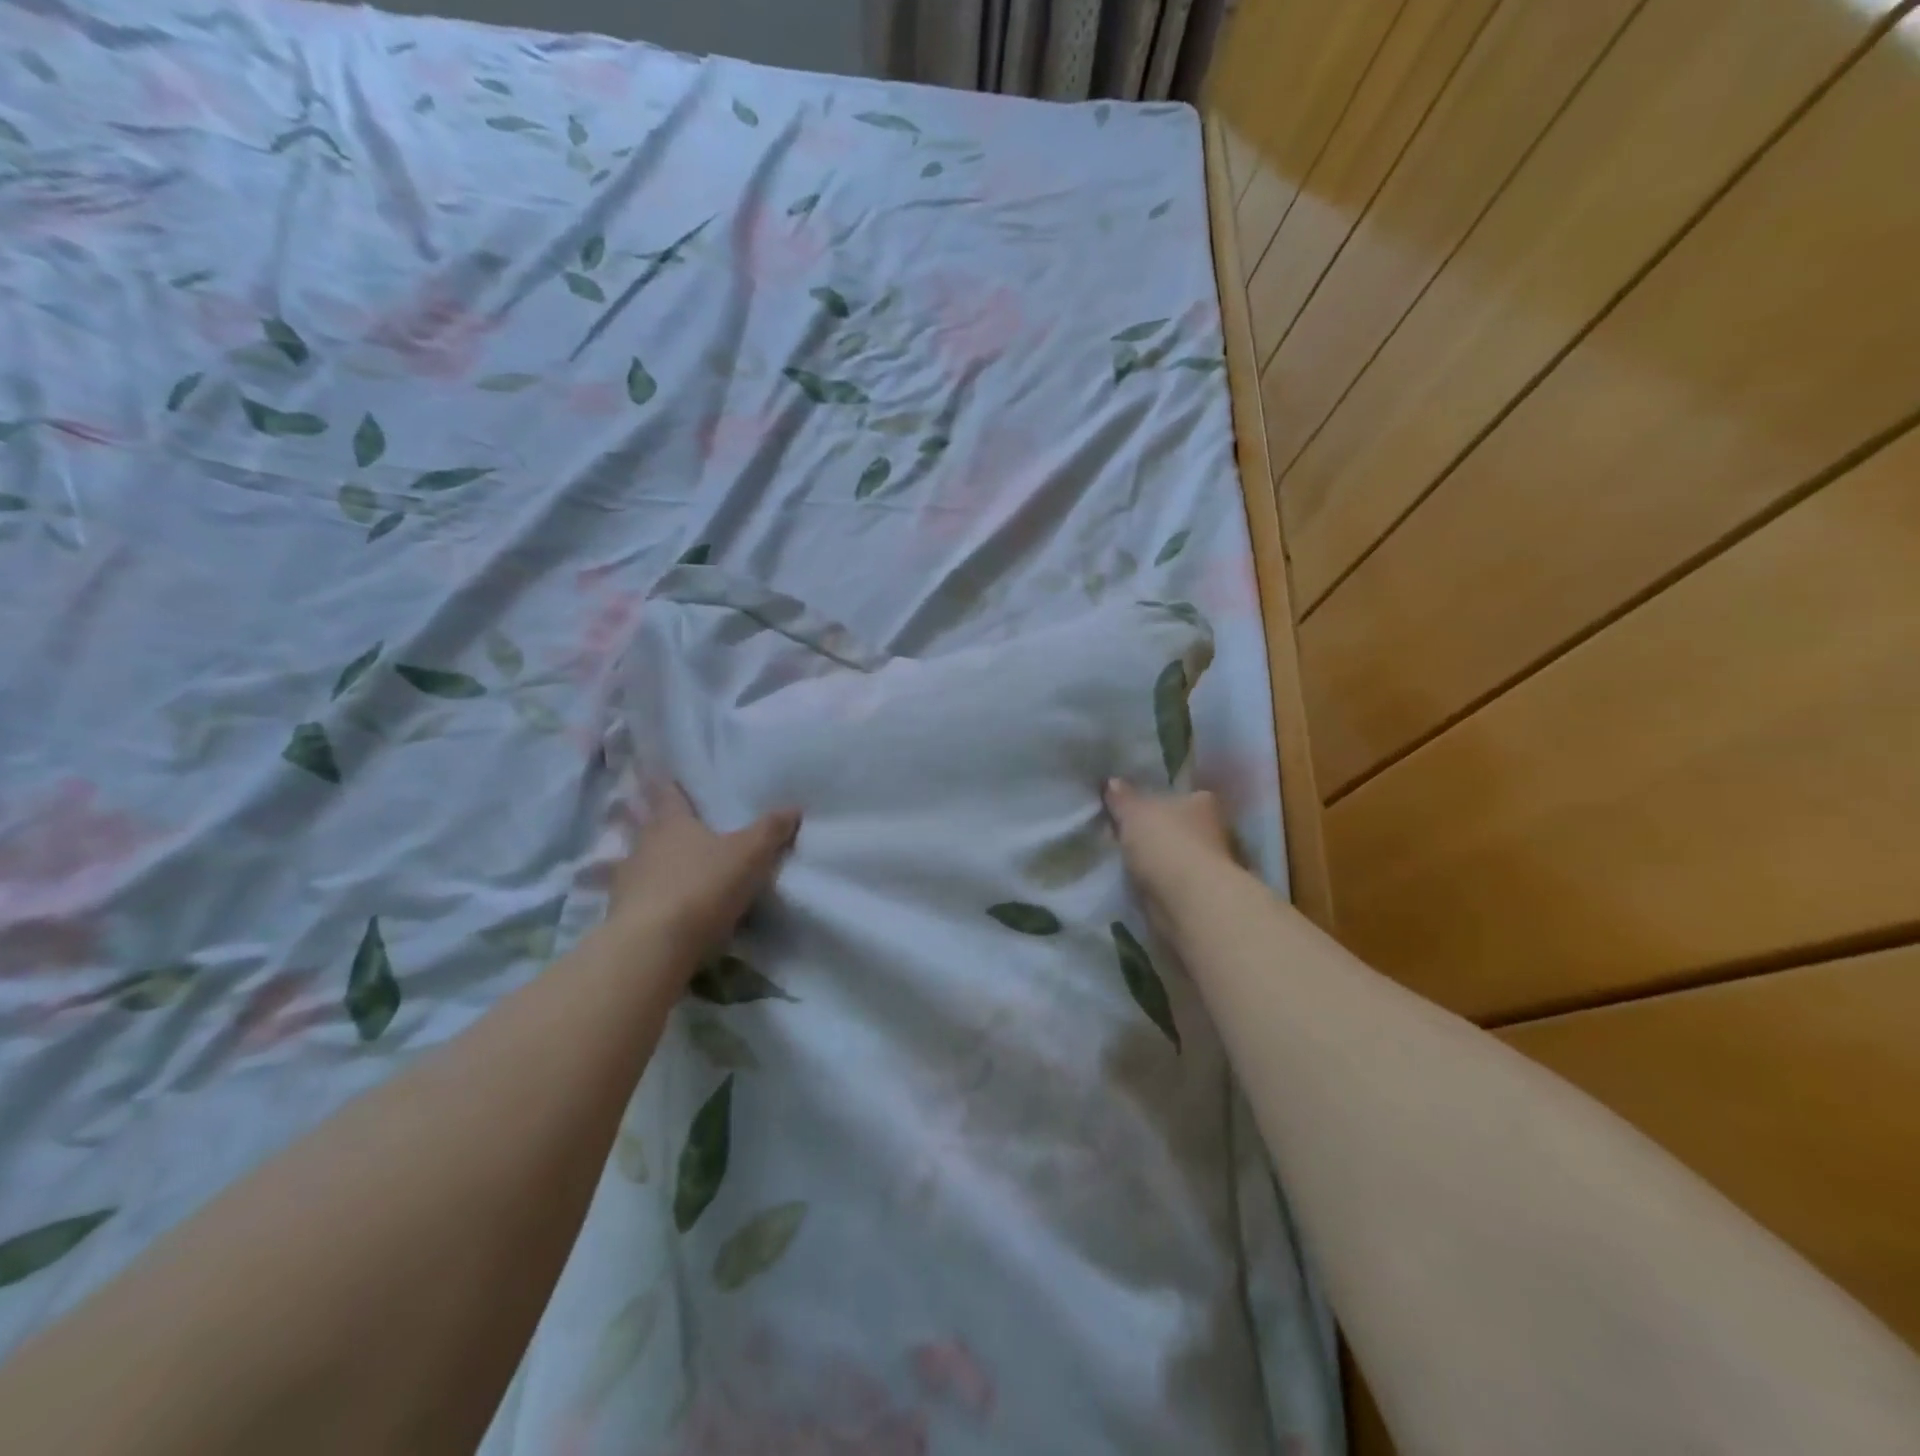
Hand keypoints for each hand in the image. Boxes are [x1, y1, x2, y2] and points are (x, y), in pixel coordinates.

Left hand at [608, 782, 799, 956]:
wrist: (653, 946)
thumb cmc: (702, 886)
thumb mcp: (750, 855)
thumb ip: (770, 830)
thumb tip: (793, 808)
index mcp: (671, 822)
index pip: (668, 793)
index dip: (669, 784)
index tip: (668, 777)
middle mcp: (643, 844)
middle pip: (650, 826)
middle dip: (663, 825)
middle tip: (679, 826)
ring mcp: (626, 881)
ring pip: (641, 863)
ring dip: (654, 864)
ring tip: (673, 870)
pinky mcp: (621, 916)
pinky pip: (638, 899)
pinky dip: (651, 899)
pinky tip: (666, 908)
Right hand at [1104, 778, 1236, 934]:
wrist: (1188, 901)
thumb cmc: (1166, 843)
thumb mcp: (1133, 812)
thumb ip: (1121, 797)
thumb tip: (1111, 781)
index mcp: (1203, 801)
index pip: (1180, 794)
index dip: (1157, 800)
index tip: (1135, 808)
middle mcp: (1214, 829)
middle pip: (1179, 824)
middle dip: (1157, 830)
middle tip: (1125, 833)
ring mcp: (1211, 863)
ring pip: (1176, 854)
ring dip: (1158, 858)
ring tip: (1126, 859)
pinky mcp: (1201, 892)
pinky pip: (1173, 879)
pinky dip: (1160, 881)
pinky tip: (1138, 881)